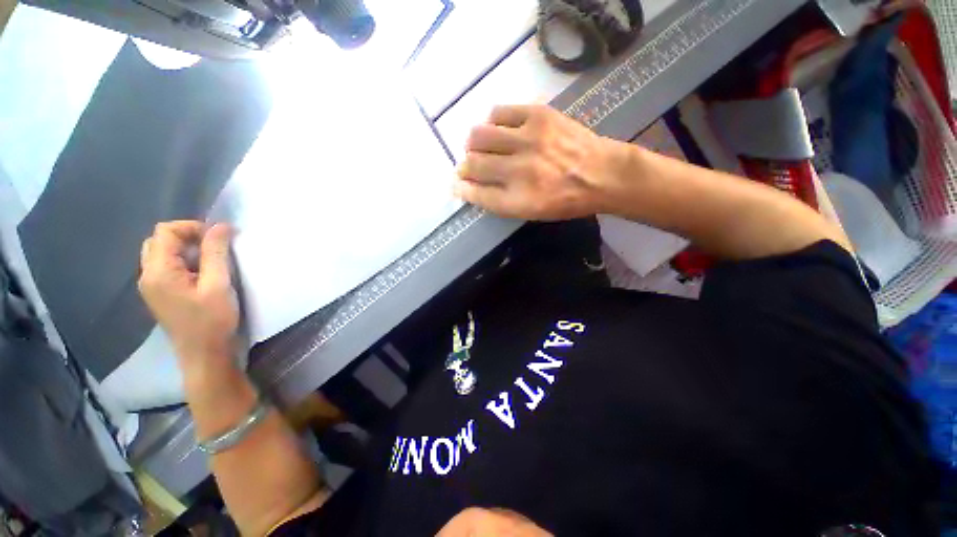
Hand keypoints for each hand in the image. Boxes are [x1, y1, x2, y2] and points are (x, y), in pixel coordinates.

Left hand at [138, 221, 238, 365]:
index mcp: (159, 272)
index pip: (166, 231)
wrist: (204, 354)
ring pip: (162, 253)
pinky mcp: (160, 294)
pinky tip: (203, 274)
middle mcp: (148, 275)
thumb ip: (216, 253)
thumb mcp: (218, 284)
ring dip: (186, 249)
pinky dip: (184, 262)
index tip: (219, 238)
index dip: (192, 227)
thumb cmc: (212, 320)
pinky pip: (166, 267)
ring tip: (211, 261)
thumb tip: (222, 226)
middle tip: (214, 247)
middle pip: (160, 240)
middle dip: (187, 236)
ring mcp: (151, 286)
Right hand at [454, 104, 626, 219]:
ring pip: (479, 136)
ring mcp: (528, 140)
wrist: (602, 174)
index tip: (457, 184)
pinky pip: (498, 112)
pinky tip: (498, 129)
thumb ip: (499, 201)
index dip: (462, 189)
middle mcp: (519, 171)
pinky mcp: (537, 116)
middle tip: (469, 166)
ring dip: (472, 143)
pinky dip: (491, 122)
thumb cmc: (565, 200)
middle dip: (464, 167)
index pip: (477, 194)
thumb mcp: (532, 212)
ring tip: (480, 146)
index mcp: (519, 200)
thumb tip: (471, 186)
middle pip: (473, 164)